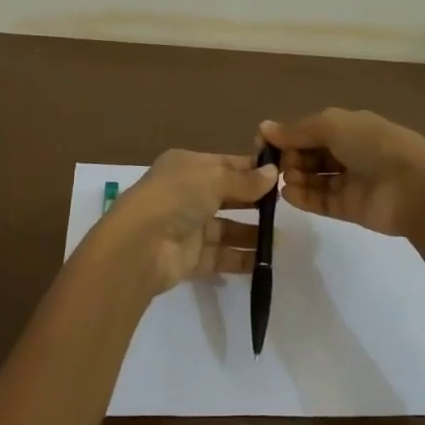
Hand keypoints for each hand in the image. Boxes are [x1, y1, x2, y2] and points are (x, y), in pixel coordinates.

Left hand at [98, 149, 277, 296]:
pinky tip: (265, 260)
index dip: (251, 170)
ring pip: (226, 228)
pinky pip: (221, 256)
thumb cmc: (177, 197)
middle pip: (227, 196)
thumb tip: (273, 173)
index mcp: (187, 166)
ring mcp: (188, 227)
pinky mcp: (190, 258)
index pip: (226, 164)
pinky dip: (241, 258)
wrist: (140, 245)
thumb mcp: (214, 179)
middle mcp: (187, 194)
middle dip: (254, 202)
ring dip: (251, 232)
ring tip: (279, 238)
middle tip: (284, 207)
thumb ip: (244, 181)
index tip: (281, 175)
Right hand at [259, 109, 424, 237]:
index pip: (310, 130)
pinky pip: (321, 201)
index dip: (287, 135)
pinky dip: (304, 197)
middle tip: (274, 164)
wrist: (414, 187)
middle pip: (310, 154)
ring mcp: (350, 181)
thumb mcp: (332, 126)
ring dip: (295, 176)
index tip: (263, 144)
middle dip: (290, 156)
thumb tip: (264, 128)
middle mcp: (349, 151)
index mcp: (349, 127)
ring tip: (281, 179)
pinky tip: (287, 194)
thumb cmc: (372, 145)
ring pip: (314, 178)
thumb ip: (296, 130)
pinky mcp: (350, 208)